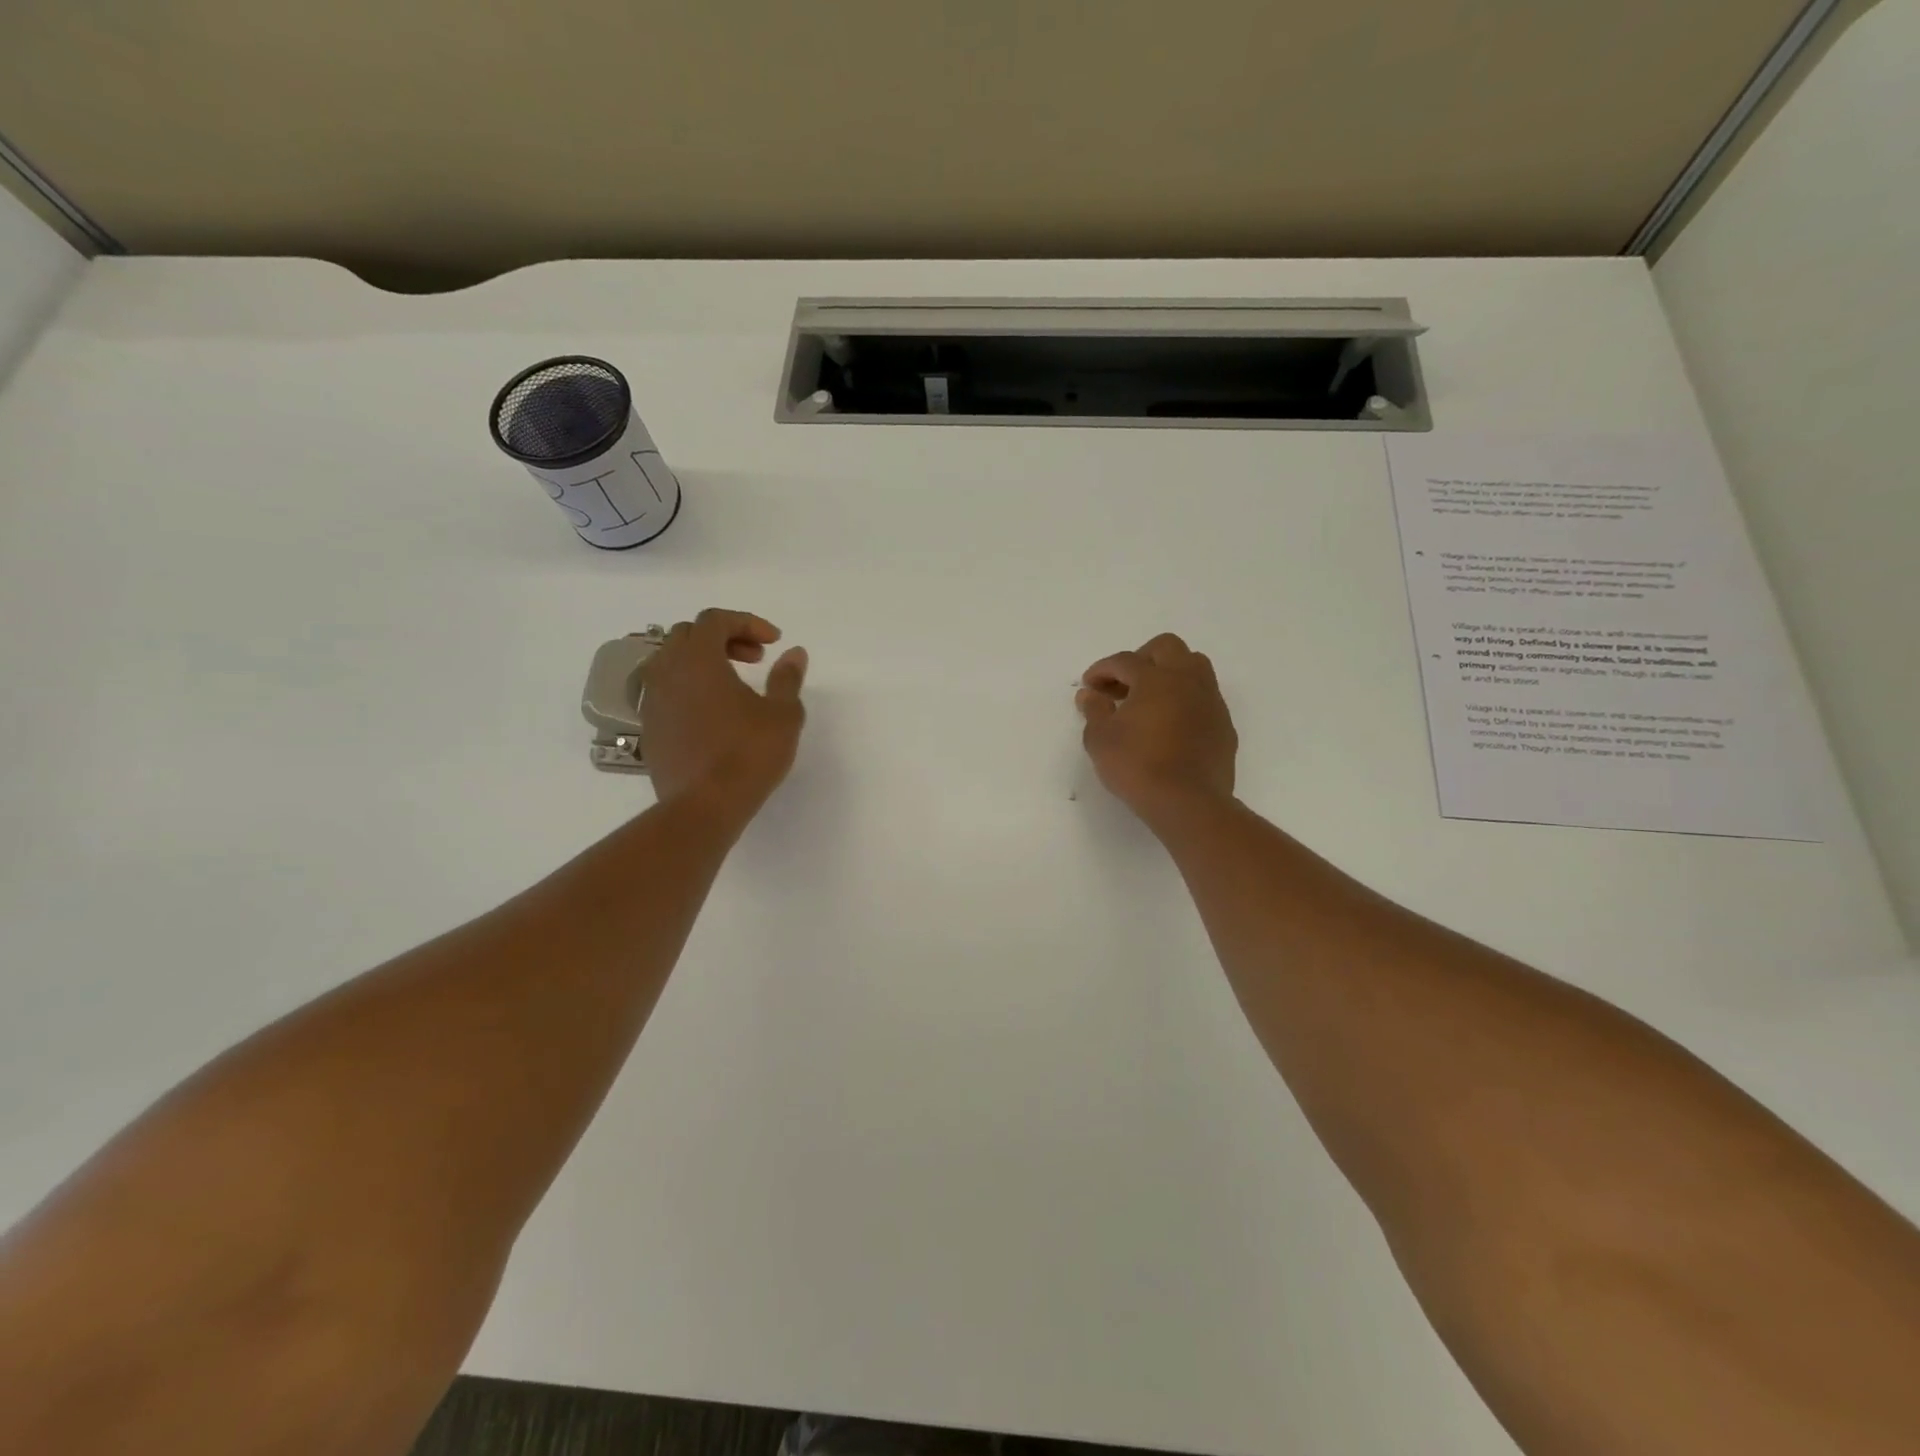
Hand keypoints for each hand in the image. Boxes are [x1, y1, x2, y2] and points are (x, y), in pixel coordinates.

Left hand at [642, 609, 807, 819]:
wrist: (704, 807)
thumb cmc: (748, 754)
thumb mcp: (783, 714)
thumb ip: (787, 678)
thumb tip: (794, 653)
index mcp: (698, 659)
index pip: (715, 619)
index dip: (747, 622)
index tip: (774, 642)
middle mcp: (667, 672)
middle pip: (688, 634)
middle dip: (724, 638)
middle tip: (755, 658)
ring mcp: (652, 701)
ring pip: (672, 662)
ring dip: (703, 662)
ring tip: (733, 684)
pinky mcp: (649, 728)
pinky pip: (666, 691)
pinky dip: (690, 688)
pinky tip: (714, 713)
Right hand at [1077, 633, 1237, 823]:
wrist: (1188, 802)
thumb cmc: (1137, 766)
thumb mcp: (1101, 740)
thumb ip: (1095, 711)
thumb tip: (1090, 694)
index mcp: (1156, 678)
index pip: (1124, 661)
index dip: (1102, 670)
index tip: (1089, 685)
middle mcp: (1187, 680)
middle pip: (1167, 647)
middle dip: (1141, 658)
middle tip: (1123, 683)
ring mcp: (1210, 701)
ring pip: (1194, 666)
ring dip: (1169, 673)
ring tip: (1149, 699)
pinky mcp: (1223, 725)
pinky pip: (1204, 697)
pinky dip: (1184, 699)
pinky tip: (1170, 724)